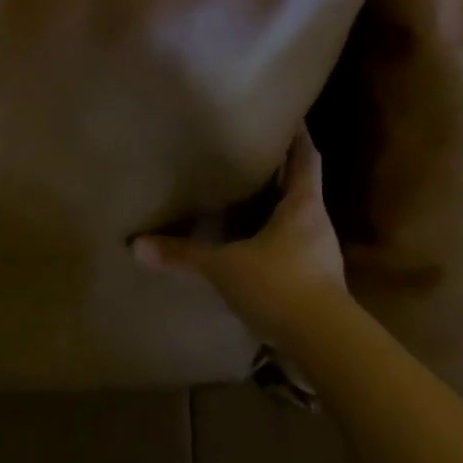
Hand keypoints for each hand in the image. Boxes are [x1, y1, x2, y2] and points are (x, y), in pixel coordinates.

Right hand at [132, 125, 350, 350]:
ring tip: (250, 199)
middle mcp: (318, 223)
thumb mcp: (224, 268)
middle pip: (304, 187)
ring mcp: (322, 256)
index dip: (299, 136)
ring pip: (299, 220)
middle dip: (283, 172)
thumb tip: (136, 245)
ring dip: (279, 209)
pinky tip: (255, 249)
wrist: (325, 345)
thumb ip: (183, 256)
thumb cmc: (279, 285)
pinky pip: (296, 251)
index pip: (306, 157)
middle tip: (255, 156)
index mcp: (304, 205)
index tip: (289, 117)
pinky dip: (276, 243)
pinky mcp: (319, 285)